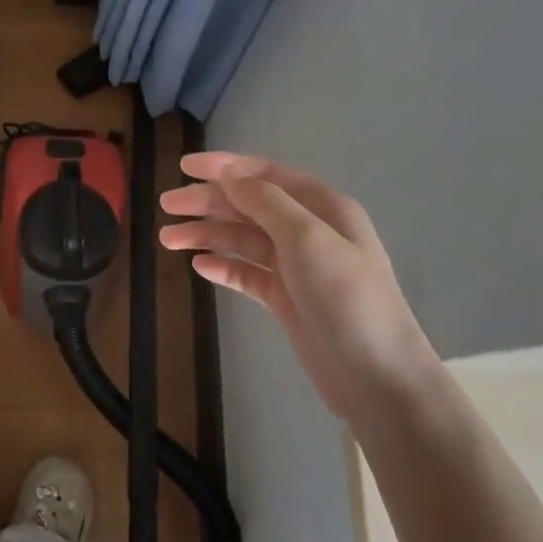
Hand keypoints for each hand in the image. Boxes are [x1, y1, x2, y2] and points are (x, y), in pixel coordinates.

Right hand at [159, 152, 436, 422]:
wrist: (376, 376)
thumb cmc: (345, 297)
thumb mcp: (307, 238)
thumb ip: (265, 202)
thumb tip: (228, 173)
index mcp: (322, 207)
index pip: (265, 176)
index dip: (225, 167)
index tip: (184, 166)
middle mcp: (308, 231)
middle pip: (249, 206)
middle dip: (207, 202)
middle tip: (166, 205)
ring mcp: (296, 267)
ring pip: (243, 240)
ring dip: (207, 234)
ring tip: (168, 239)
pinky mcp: (286, 299)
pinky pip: (247, 274)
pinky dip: (223, 267)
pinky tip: (199, 266)